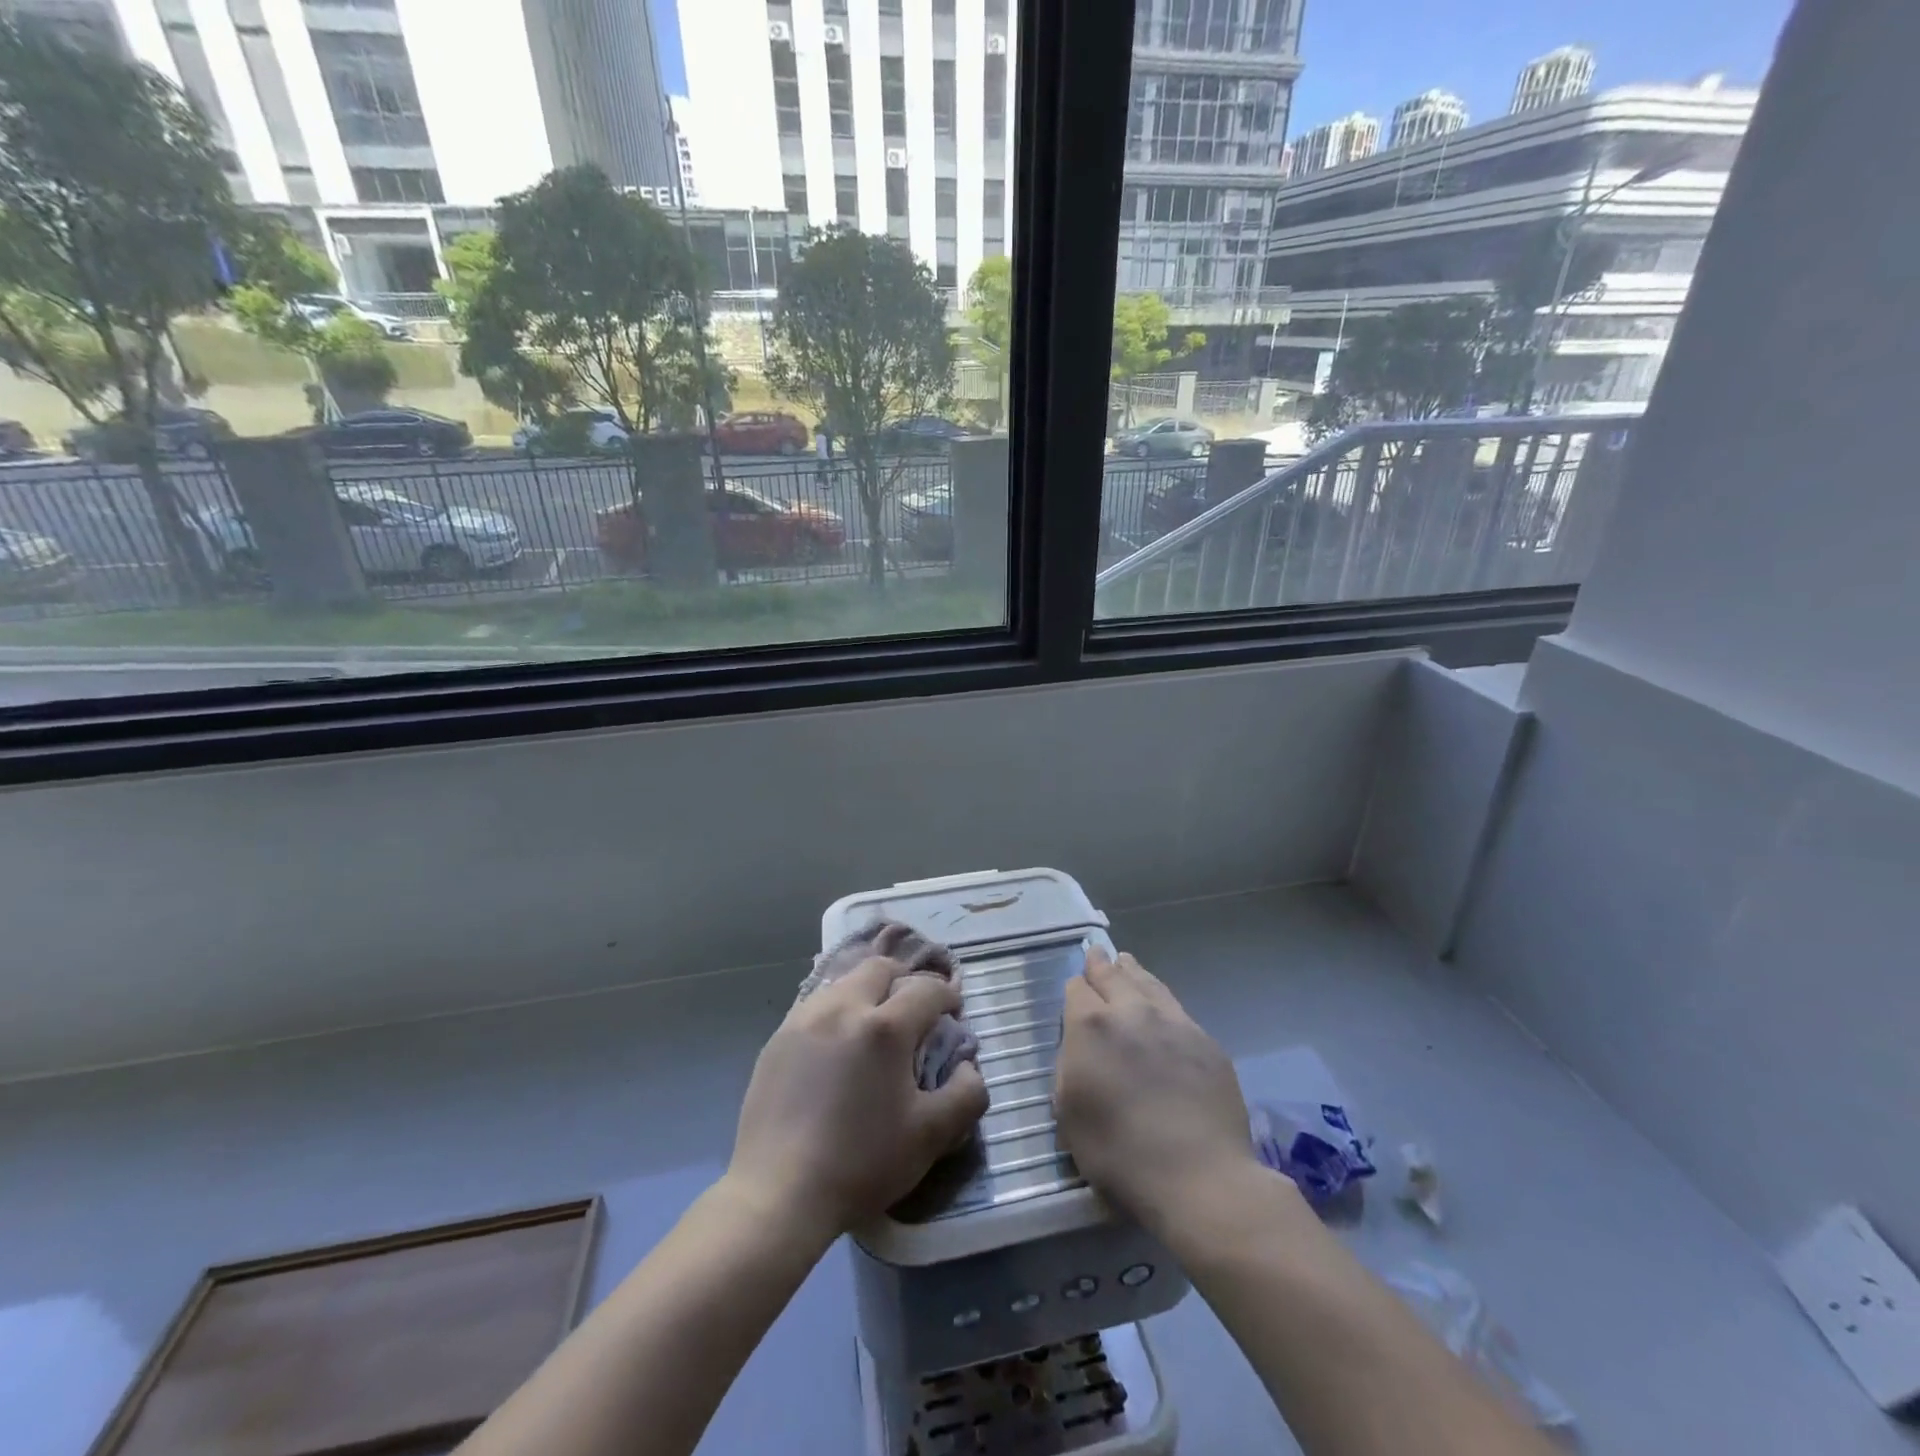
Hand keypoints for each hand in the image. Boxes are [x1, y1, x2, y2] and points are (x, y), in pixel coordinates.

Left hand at [729, 954, 989, 1242]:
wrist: (777, 1193)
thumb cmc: (860, 1164)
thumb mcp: (930, 1137)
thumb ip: (966, 1094)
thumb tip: (967, 1065)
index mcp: (884, 1027)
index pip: (926, 989)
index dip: (947, 996)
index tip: (953, 1013)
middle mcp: (843, 1008)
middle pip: (881, 968)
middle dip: (905, 980)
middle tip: (914, 1010)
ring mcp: (804, 1019)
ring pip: (845, 982)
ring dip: (868, 992)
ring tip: (874, 1026)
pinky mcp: (777, 1038)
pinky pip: (816, 1005)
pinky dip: (837, 1011)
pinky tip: (837, 1046)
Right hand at [1054, 947, 1255, 1234]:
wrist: (1199, 1177)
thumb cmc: (1119, 1153)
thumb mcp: (1069, 1113)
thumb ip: (1069, 1066)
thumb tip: (1078, 1045)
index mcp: (1091, 1026)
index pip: (1076, 988)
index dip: (1074, 990)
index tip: (1074, 993)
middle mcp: (1131, 1011)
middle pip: (1113, 975)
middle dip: (1101, 964)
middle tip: (1096, 954)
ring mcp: (1173, 1022)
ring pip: (1148, 983)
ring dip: (1133, 973)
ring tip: (1127, 963)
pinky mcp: (1205, 1041)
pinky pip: (1176, 1008)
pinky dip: (1161, 999)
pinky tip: (1161, 1006)